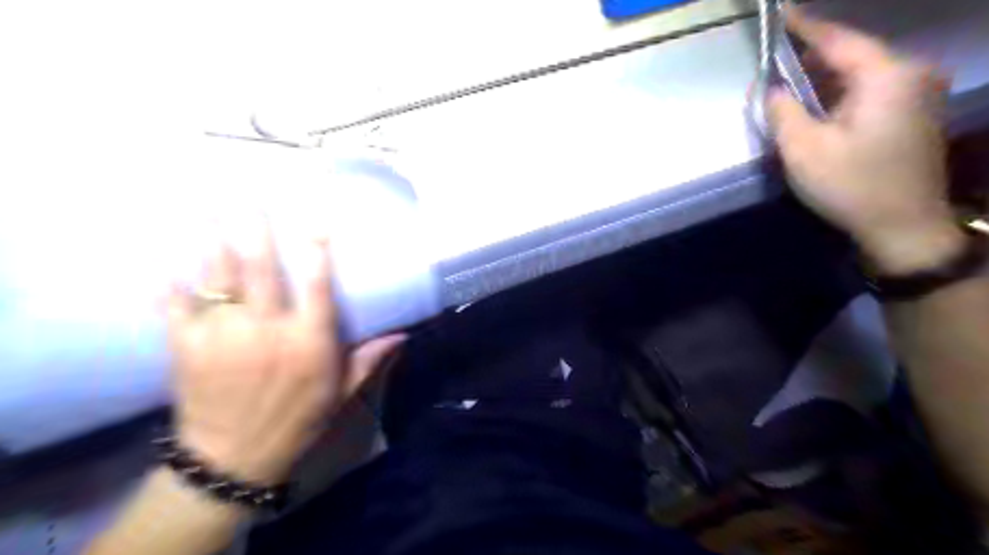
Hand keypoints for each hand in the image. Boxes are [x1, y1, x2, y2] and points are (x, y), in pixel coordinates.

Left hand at [167, 221, 402, 485]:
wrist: (234, 458)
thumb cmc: (298, 420)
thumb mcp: (342, 392)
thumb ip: (370, 359)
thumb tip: (403, 334)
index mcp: (309, 342)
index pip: (317, 287)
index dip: (316, 251)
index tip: (315, 221)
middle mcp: (268, 332)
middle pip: (261, 270)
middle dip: (255, 230)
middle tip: (250, 198)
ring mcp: (224, 337)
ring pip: (218, 278)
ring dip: (214, 242)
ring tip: (210, 210)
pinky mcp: (187, 348)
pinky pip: (176, 306)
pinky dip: (172, 282)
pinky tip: (170, 261)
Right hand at [763, 7, 966, 275]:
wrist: (903, 226)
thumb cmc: (850, 186)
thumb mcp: (803, 150)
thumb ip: (782, 111)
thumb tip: (770, 88)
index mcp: (886, 76)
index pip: (838, 40)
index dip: (804, 26)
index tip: (780, 12)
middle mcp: (911, 74)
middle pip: (851, 55)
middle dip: (810, 57)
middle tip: (774, 59)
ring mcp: (918, 93)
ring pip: (859, 74)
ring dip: (823, 79)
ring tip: (788, 83)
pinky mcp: (915, 113)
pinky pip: (870, 91)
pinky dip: (839, 94)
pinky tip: (816, 106)